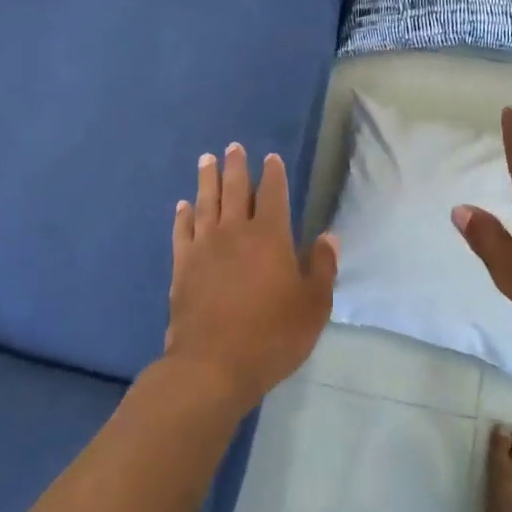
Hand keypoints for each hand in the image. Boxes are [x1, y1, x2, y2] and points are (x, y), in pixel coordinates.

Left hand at [162, 143, 337, 411]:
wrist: (214, 365)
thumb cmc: (272, 335)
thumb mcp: (313, 305)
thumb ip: (322, 267)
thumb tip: (329, 236)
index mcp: (270, 236)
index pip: (272, 194)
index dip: (273, 174)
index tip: (271, 159)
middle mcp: (234, 232)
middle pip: (234, 189)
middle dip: (236, 166)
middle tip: (233, 147)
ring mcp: (204, 247)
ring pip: (205, 202)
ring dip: (207, 179)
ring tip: (206, 159)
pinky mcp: (182, 266)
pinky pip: (182, 231)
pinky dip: (183, 215)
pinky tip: (183, 205)